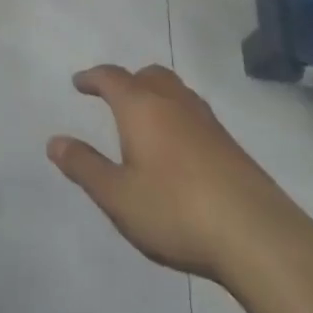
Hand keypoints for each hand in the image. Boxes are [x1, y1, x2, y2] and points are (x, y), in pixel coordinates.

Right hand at [47, 64, 312, 296]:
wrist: (258, 237)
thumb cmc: (176, 211)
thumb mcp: (117, 196)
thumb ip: (84, 166)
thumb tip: (54, 141)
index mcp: (142, 108)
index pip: (112, 78)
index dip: (92, 78)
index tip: (79, 83)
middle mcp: (175, 104)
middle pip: (149, 75)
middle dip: (128, 80)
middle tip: (113, 96)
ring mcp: (208, 123)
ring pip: (177, 92)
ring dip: (156, 95)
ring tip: (145, 120)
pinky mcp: (232, 146)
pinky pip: (195, 114)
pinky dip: (178, 116)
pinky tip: (178, 148)